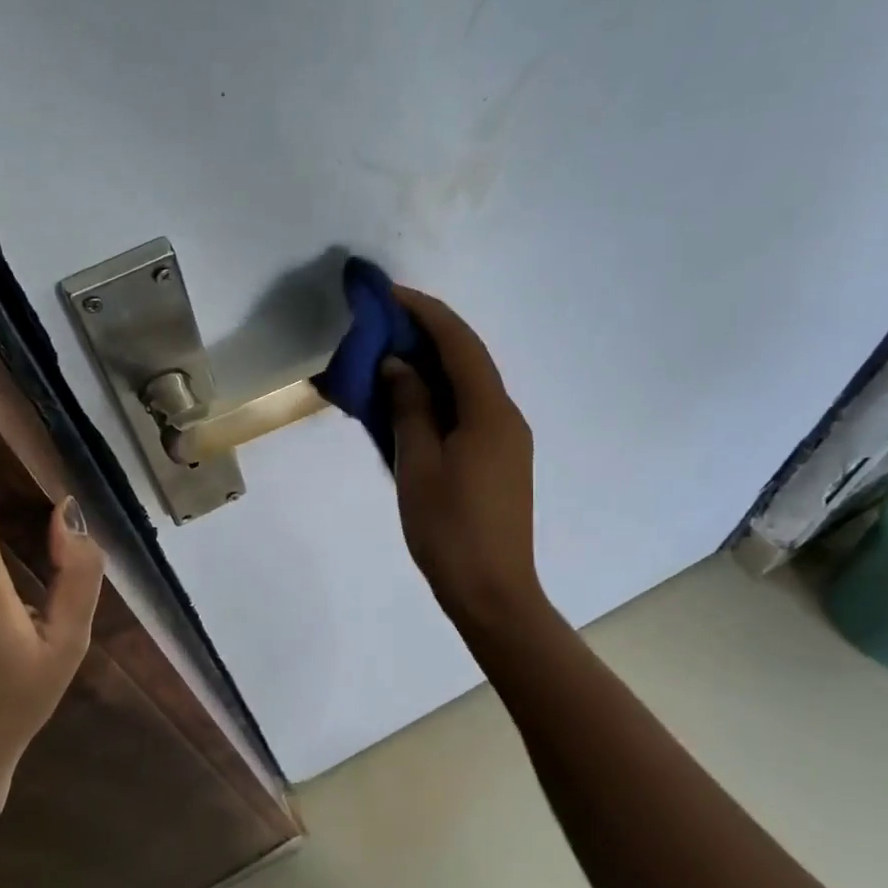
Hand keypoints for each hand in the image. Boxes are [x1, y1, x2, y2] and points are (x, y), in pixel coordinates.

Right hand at [384, 289, 542, 631]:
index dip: (424, 312)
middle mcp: (506, 416)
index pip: (458, 342)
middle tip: (381, 325)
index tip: (388, 295)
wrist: (492, 592)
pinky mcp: (500, 460)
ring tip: (389, 358)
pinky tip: (410, 402)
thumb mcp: (418, 465)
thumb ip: (410, 407)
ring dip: (432, 366)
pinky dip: (439, 396)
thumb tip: (399, 365)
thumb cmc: (449, 529)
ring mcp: (507, 439)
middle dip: (426, 334)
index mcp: (489, 411)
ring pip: (468, 386)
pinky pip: (468, 411)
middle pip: (467, 359)